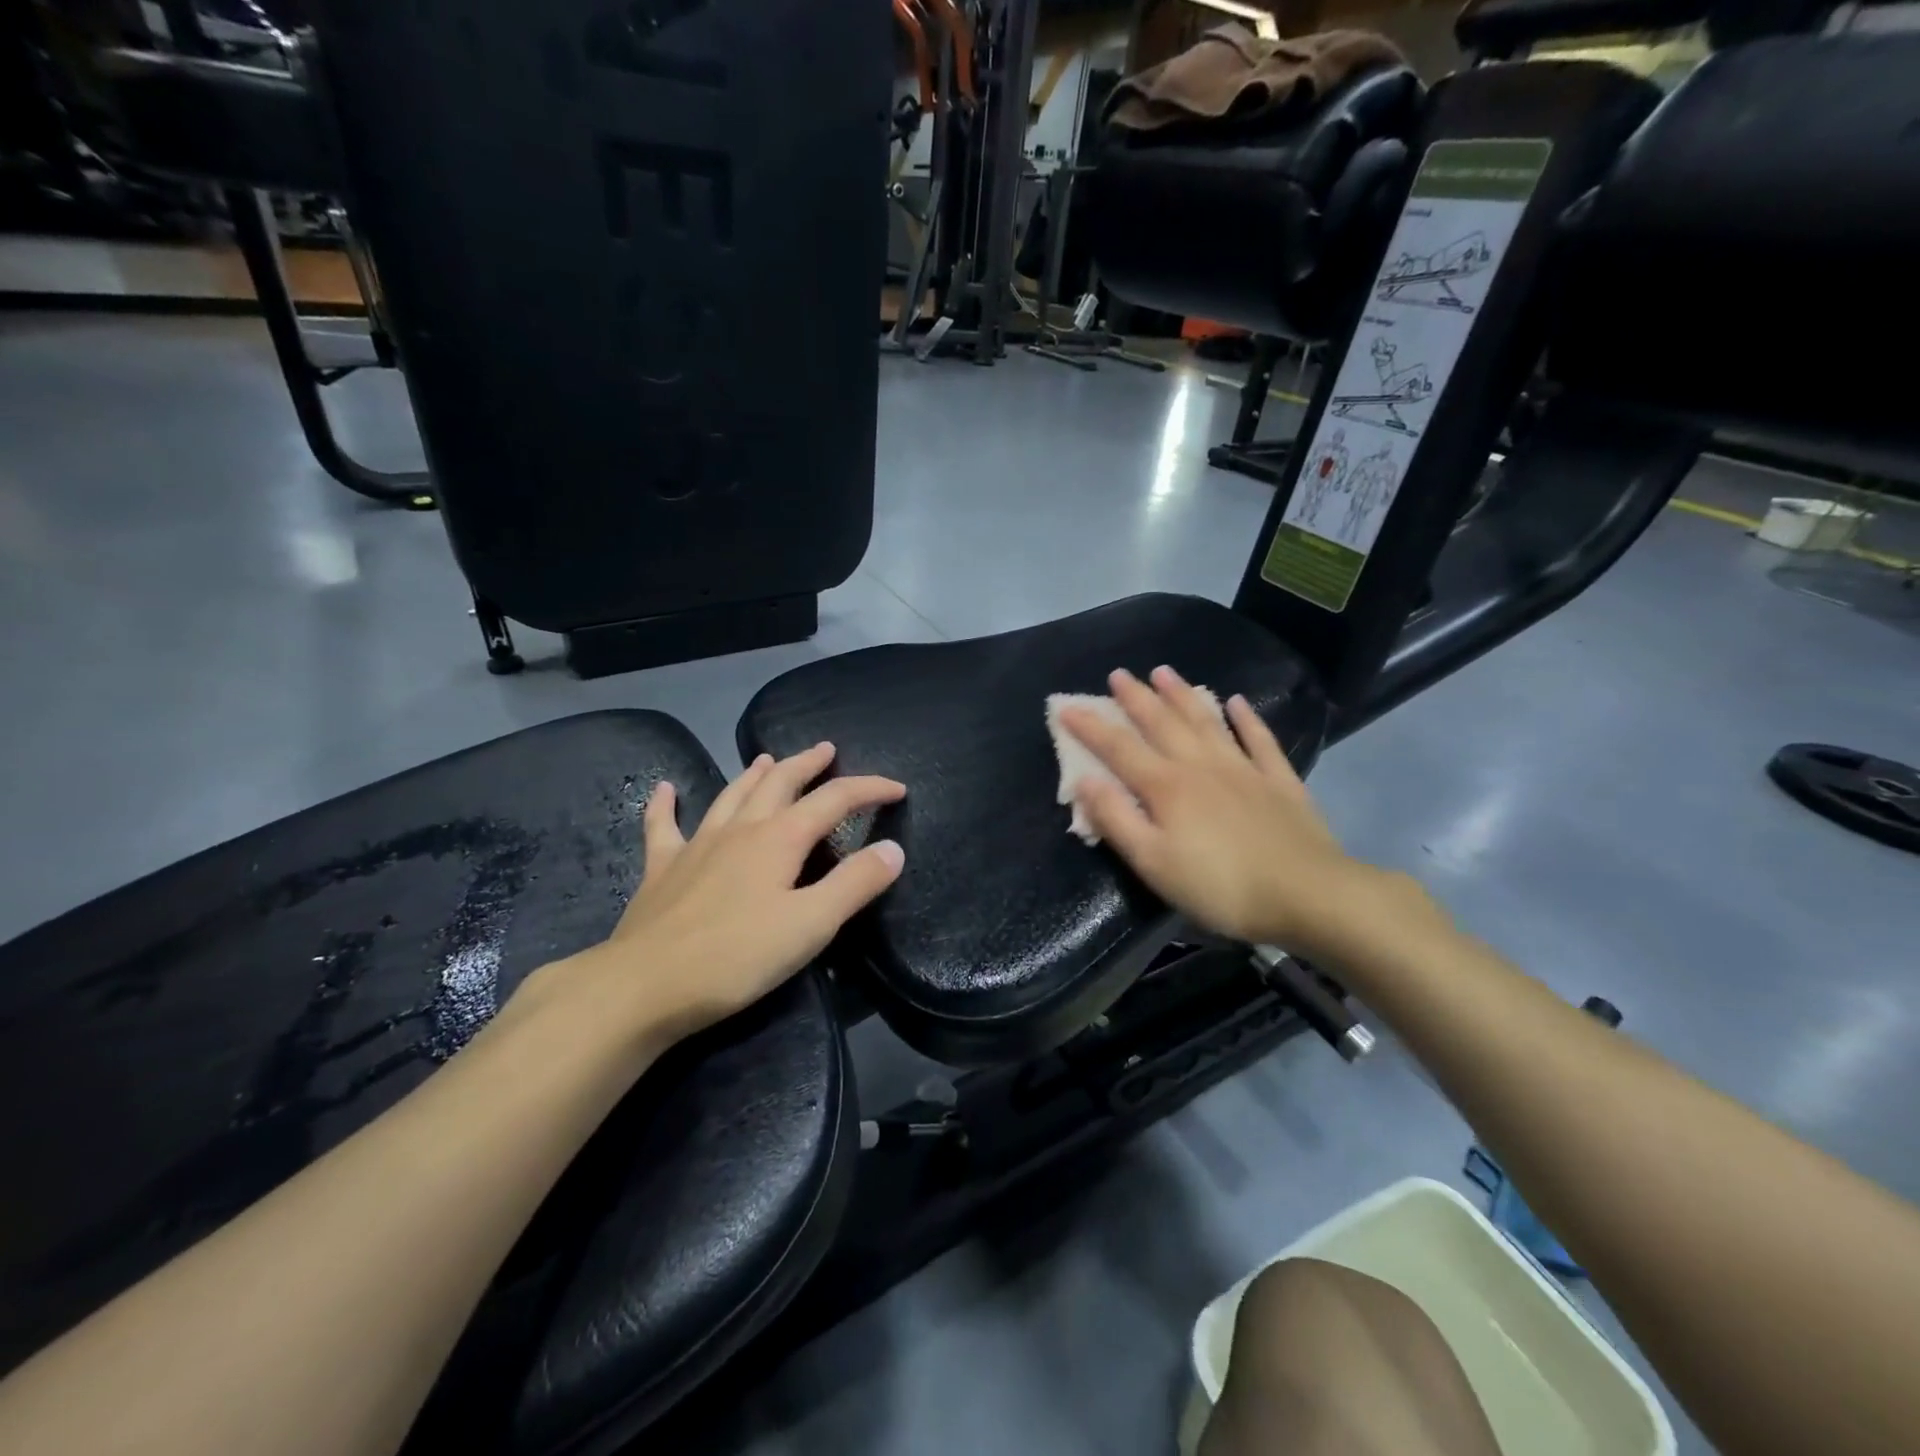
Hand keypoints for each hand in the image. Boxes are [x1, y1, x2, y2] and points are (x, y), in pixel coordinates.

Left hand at [524, 744, 904, 1052]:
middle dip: (808, 764)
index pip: (834, 800)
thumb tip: (893, 849)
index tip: (897, 789)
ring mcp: (697, 845)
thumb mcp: (811, 925)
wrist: (643, 985)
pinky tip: (664, 789)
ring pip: (731, 795)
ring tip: (768, 758)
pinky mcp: (662, 869)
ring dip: (754, 774)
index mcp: (779, 839)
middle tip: (826, 750)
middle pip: (780, 783)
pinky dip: (666, 805)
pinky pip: (664, 826)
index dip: (869, 789)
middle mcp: (740, 830)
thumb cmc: (736, 957)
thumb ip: (855, 884)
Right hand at [1061, 667, 1400, 960]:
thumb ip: (1117, 819)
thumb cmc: (1220, 886)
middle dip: (1136, 697)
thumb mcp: (1154, 863)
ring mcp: (1243, 769)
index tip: (1066, 706)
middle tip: (1119, 673)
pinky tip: (1238, 702)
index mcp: (1166, 787)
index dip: (1090, 726)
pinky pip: (1259, 740)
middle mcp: (1200, 766)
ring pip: (1206, 721)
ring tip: (1165, 671)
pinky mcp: (1279, 780)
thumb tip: (1084, 780)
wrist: (1308, 894)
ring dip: (1182, 695)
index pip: (1119, 748)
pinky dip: (1247, 718)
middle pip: (1162, 724)